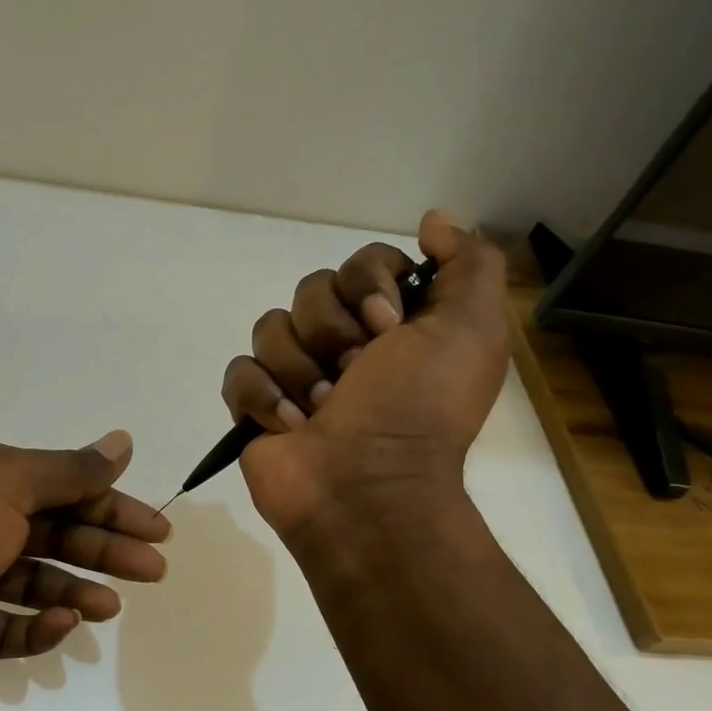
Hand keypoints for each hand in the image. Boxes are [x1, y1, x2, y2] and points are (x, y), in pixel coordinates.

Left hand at [0, 431, 169, 699]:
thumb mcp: (10, 484)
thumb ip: (71, 470)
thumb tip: (123, 441)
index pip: (65, 486)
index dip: (114, 506)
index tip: (157, 530)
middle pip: (56, 531)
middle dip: (105, 549)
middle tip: (154, 570)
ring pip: (35, 579)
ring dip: (75, 589)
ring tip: (110, 607)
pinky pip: (6, 623)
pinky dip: (35, 626)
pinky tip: (60, 624)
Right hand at [221, 210, 508, 538]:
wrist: (369, 491)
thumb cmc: (419, 409)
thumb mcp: (472, 328)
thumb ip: (468, 263)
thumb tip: (434, 219)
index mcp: (395, 325)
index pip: (362, 262)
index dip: (368, 283)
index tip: (388, 326)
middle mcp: (346, 344)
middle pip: (311, 290)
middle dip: (332, 330)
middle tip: (356, 372)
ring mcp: (297, 376)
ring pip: (271, 328)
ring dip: (300, 369)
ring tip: (323, 409)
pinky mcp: (257, 408)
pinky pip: (239, 372)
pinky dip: (262, 397)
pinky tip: (289, 427)